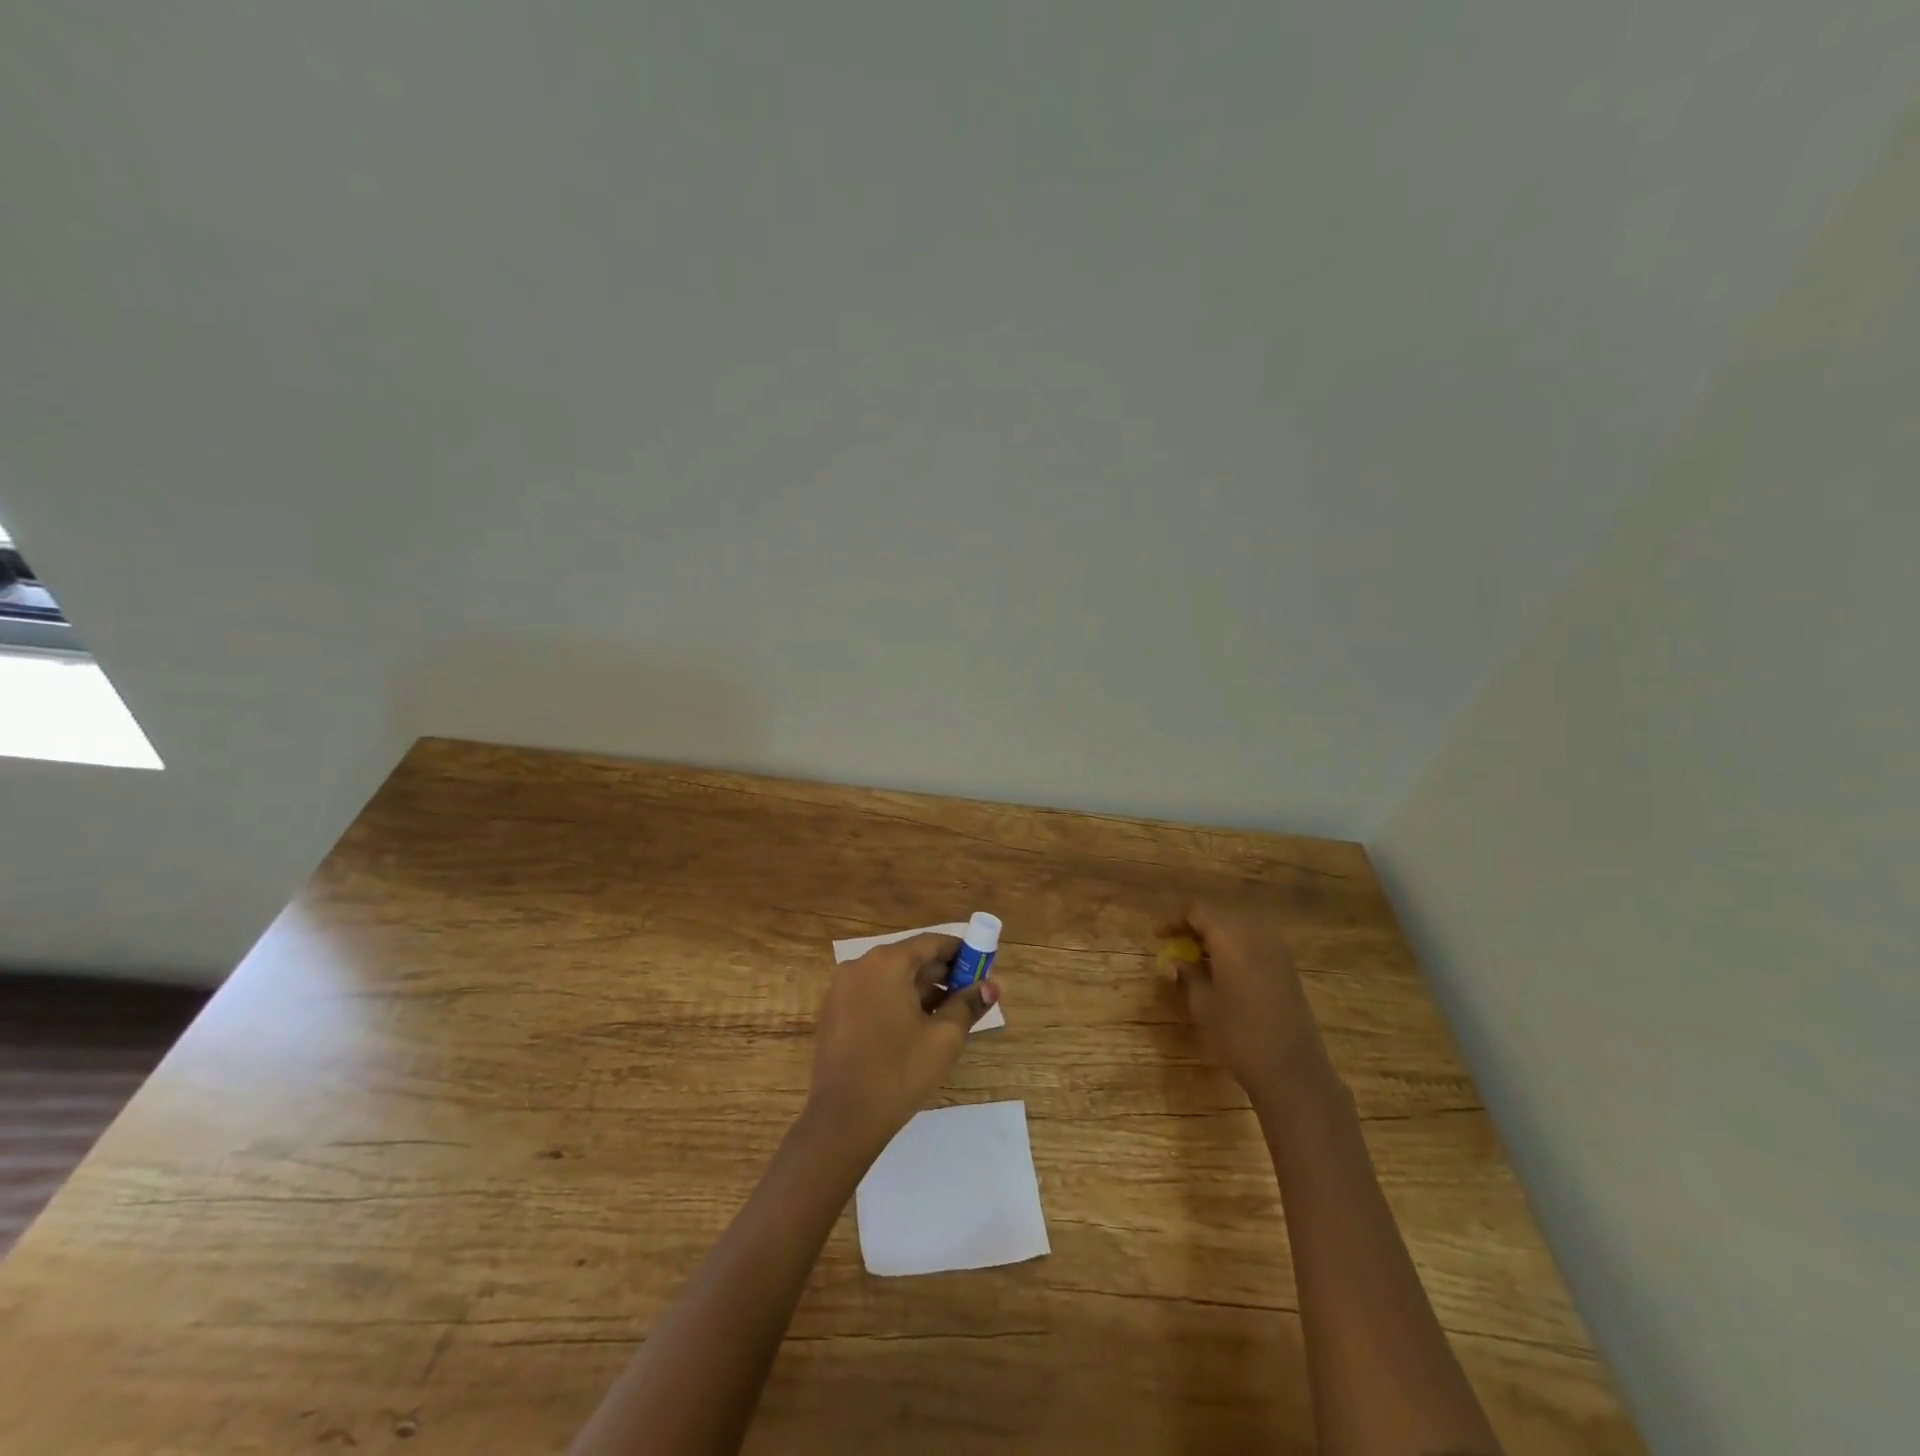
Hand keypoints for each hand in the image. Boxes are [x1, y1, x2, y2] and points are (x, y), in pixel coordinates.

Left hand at [804, 934, 999, 1157]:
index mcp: (886, 962)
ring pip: (891, 979)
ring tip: (949, 1014)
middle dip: (942, 973)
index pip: (931, 943)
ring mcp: (841, 990)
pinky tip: (916, 1028)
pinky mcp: (833, 1014)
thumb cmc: (899, 1072)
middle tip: (971, 994)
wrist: (842, 1120)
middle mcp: (859, 966)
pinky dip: (897, 1003)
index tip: (983, 965)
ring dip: (921, 990)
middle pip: (910, 959)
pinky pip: (873, 996)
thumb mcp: (944, 1037)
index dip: (961, 952)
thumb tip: (991, 986)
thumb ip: (968, 1004)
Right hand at [1162, 902, 1330, 1107]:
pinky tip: (1225, 971)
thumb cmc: (1238, 1035)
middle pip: (1221, 916)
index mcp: (1231, 937)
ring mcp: (1277, 950)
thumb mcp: (1202, 1005)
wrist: (1292, 1070)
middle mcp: (1256, 934)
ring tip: (1198, 958)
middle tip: (1177, 944)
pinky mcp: (1289, 968)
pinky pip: (1256, 944)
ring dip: (1218, 937)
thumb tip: (1174, 963)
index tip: (1158, 936)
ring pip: (1240, 928)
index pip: (1198, 911)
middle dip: (1197, 926)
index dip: (1175, 920)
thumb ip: (1186, 976)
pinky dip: (1236, 948)